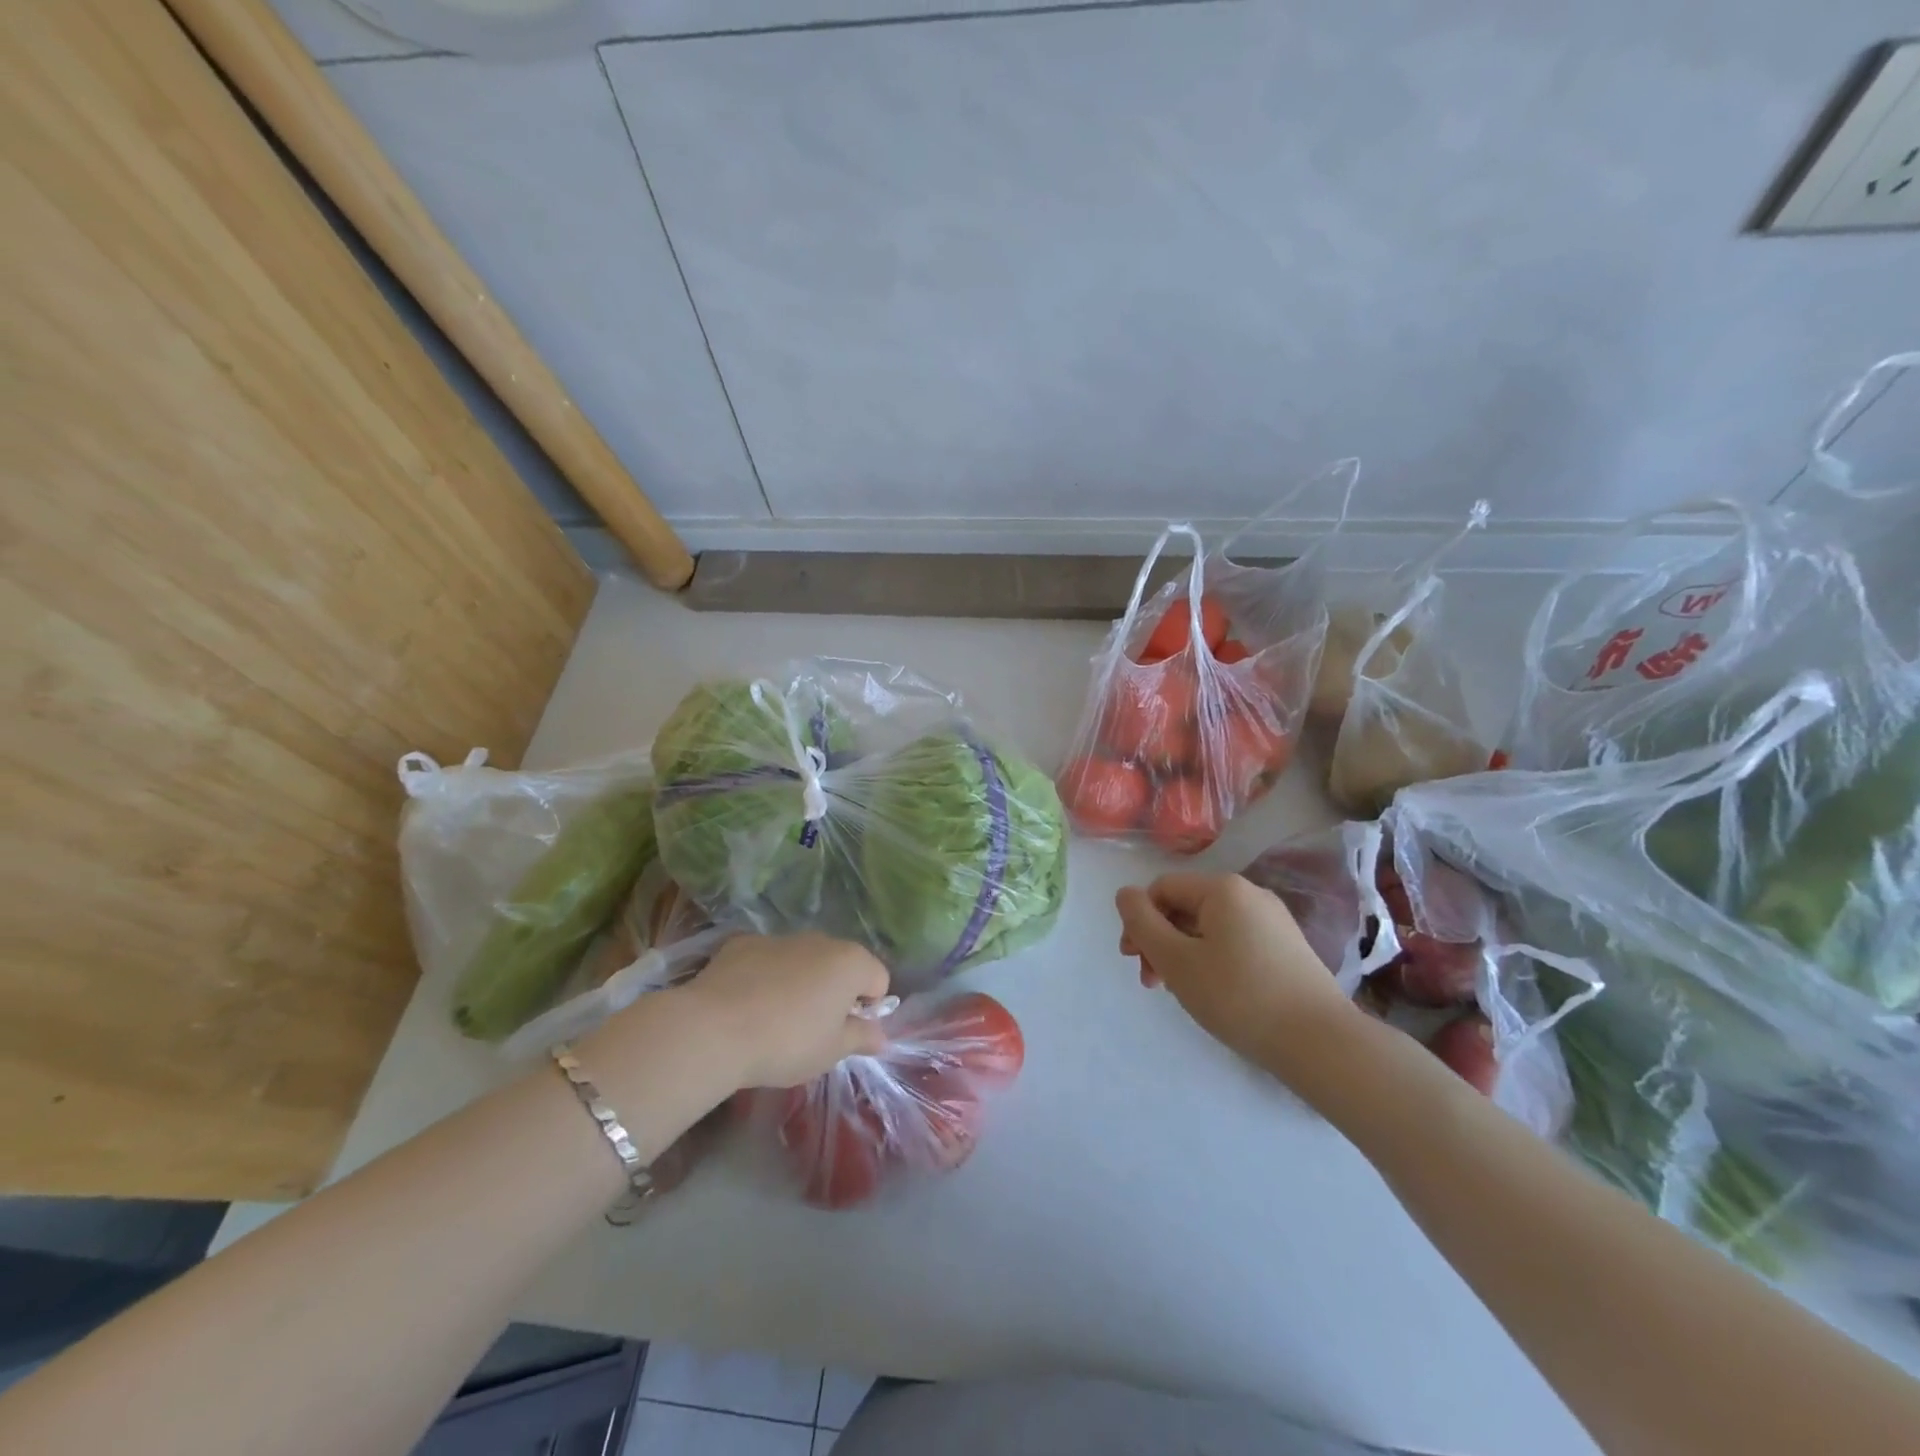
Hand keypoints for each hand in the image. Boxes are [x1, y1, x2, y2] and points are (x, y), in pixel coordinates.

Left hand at [674, 933, 891, 1090]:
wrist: (714, 1029)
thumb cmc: (787, 1042)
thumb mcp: (831, 1051)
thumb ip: (861, 1038)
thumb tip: (881, 1035)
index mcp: (850, 962)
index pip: (878, 979)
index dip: (869, 1008)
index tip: (846, 1034)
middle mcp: (820, 940)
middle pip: (840, 965)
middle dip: (834, 992)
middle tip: (813, 1029)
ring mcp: (779, 938)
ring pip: (802, 959)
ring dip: (800, 982)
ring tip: (775, 1019)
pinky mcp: (742, 943)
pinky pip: (766, 960)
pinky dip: (764, 976)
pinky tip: (746, 1005)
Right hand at [1116, 872, 1359, 1077]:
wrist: (1320, 1043)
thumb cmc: (1238, 996)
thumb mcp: (1176, 960)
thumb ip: (1142, 923)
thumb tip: (1125, 894)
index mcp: (1222, 888)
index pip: (1162, 889)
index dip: (1139, 921)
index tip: (1134, 961)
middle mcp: (1250, 894)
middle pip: (1185, 907)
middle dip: (1160, 941)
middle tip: (1153, 982)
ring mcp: (1273, 921)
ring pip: (1209, 928)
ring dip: (1183, 954)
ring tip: (1181, 993)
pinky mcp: (1287, 948)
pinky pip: (1234, 943)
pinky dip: (1213, 962)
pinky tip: (1215, 994)